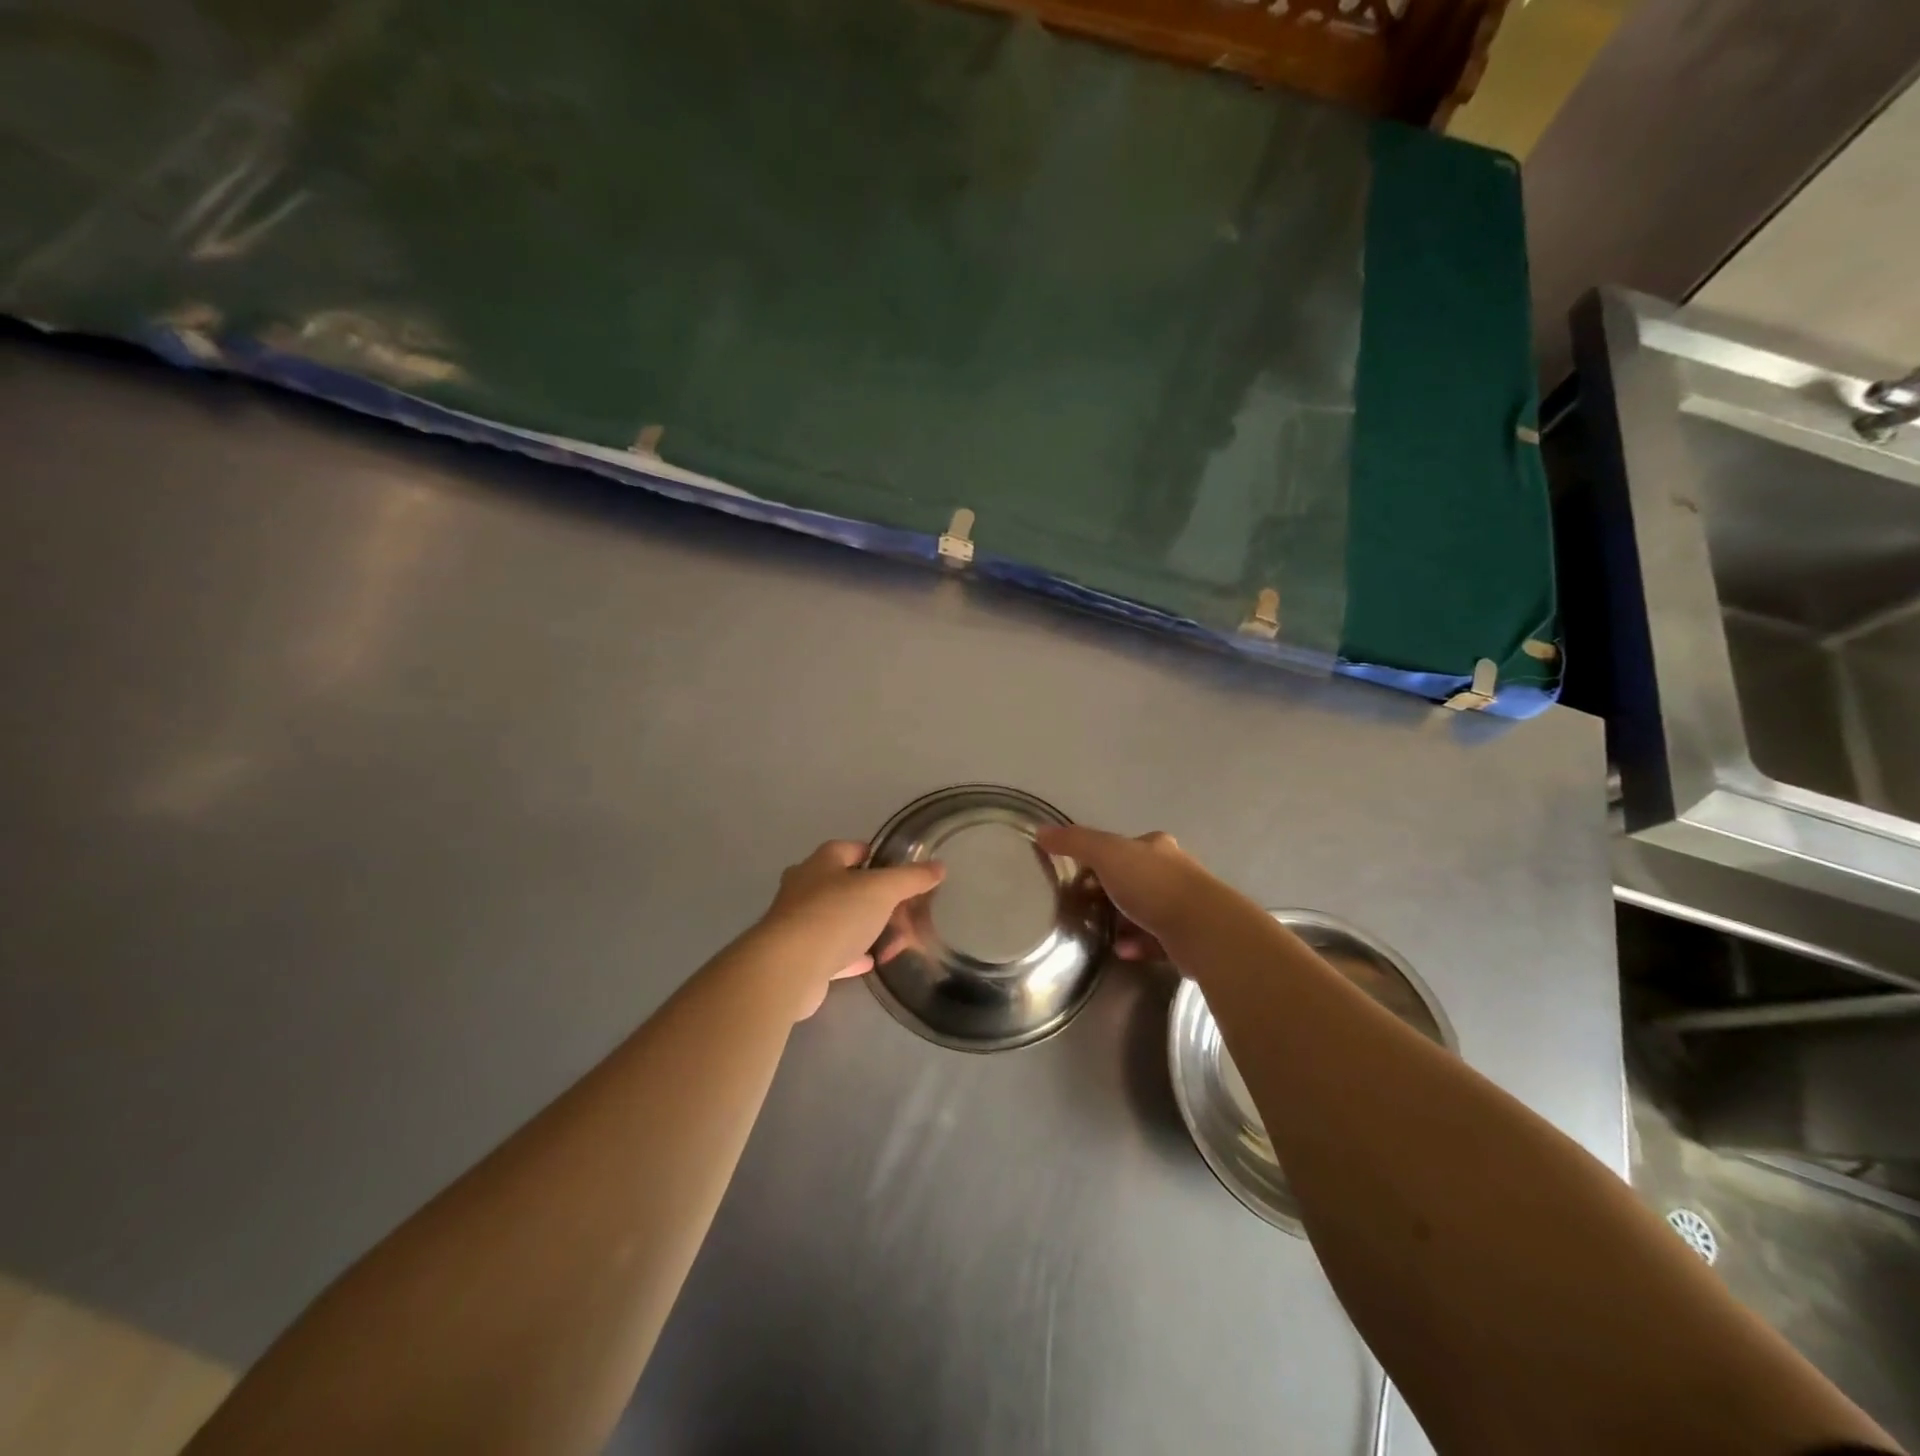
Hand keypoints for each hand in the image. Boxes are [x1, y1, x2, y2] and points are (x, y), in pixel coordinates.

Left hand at [755, 841, 944, 1019]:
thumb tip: (939, 866)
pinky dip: (851, 953)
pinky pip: (831, 950)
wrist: (789, 967)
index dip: (874, 855)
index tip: (898, 869)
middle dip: (870, 894)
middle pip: (842, 883)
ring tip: (890, 935)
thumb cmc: (835, 915)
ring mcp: (798, 922)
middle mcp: (804, 887)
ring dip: (861, 925)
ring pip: (836, 918)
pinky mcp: (798, 956)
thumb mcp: (882, 890)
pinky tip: (870, 960)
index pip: (850, 848)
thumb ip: (911, 878)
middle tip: (899, 906)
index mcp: (821, 863)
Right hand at [1034, 826, 1205, 961]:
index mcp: (1155, 847)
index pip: (1122, 847)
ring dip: (1121, 920)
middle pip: (1133, 878)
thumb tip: (1041, 831)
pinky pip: (1154, 939)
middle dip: (1108, 891)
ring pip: (1144, 910)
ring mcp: (1183, 905)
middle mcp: (1173, 871)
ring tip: (1098, 931)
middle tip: (1083, 906)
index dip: (1097, 858)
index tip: (1076, 876)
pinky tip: (1121, 950)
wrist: (1202, 929)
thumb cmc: (1152, 885)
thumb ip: (1074, 842)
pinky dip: (1136, 943)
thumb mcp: (1106, 854)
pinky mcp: (1187, 937)